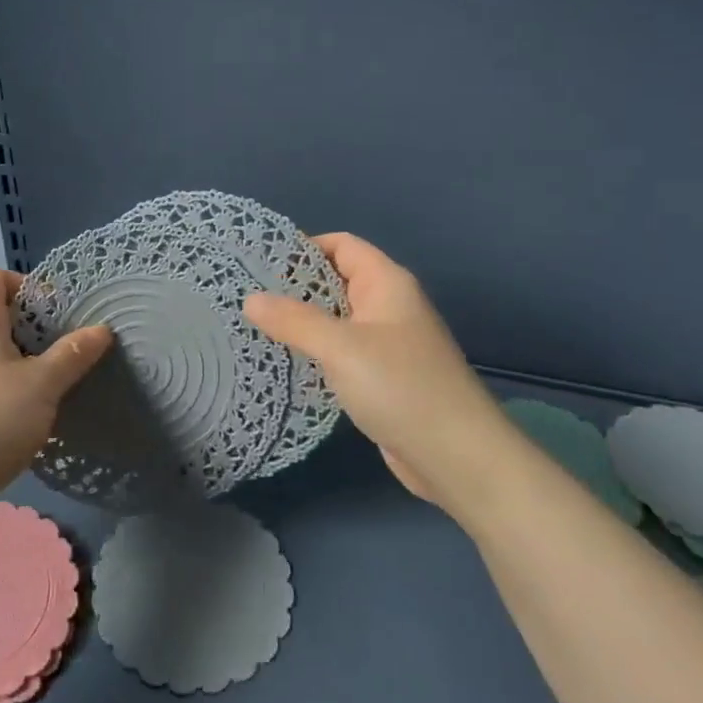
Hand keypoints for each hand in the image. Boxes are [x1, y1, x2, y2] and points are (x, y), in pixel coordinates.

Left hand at [0, 270, 111, 528]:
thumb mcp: (42, 385)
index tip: (60, 314)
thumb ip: (73, 354)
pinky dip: (5, 386)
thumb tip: (101, 329)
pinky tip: (28, 414)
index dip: (30, 287)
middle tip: (67, 350)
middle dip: (34, 328)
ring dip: (23, 360)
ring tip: (54, 383)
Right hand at [244, 233, 503, 516]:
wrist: (457, 457)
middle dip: (294, 286)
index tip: (258, 262)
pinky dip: (316, 351)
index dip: (302, 247)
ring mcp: (387, 343)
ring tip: (254, 327)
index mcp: (386, 283)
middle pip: (336, 280)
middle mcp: (388, 305)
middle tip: (245, 296)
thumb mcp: (340, 347)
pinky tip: (285, 362)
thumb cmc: (401, 387)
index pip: (341, 245)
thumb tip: (250, 299)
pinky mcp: (383, 377)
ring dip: (302, 322)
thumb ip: (294, 320)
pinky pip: (342, 351)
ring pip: (337, 319)